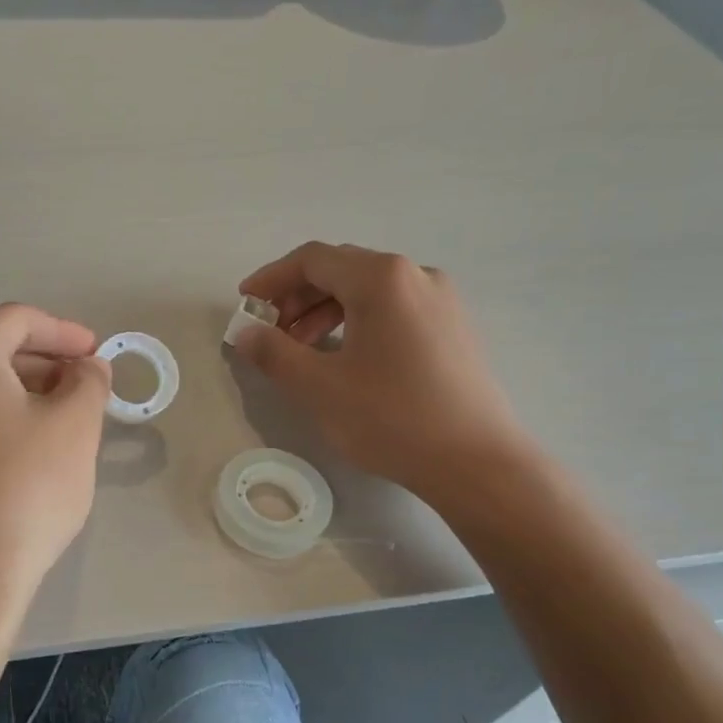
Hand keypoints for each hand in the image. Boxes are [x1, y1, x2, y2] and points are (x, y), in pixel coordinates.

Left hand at [0, 304, 110, 608]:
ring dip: (21, 393)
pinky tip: (25, 451)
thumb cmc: (23, 487)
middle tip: (86, 388)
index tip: (99, 355)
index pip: (18, 320)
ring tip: (63, 420)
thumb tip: (87, 367)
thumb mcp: (75, 426)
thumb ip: (88, 381)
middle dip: (45, 364)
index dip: (66, 333)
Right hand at [234, 242, 534, 505]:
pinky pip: (395, 308)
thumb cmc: (392, 418)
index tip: (245, 305)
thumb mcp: (320, 387)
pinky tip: (347, 357)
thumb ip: (274, 353)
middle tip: (271, 333)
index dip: (271, 278)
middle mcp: (416, 275)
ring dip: (326, 311)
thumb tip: (245, 333)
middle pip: (342, 270)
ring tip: (303, 350)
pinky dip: (359, 321)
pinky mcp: (454, 327)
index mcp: (382, 278)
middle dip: (298, 297)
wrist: (477, 463)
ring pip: (369, 290)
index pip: (313, 260)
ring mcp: (442, 300)